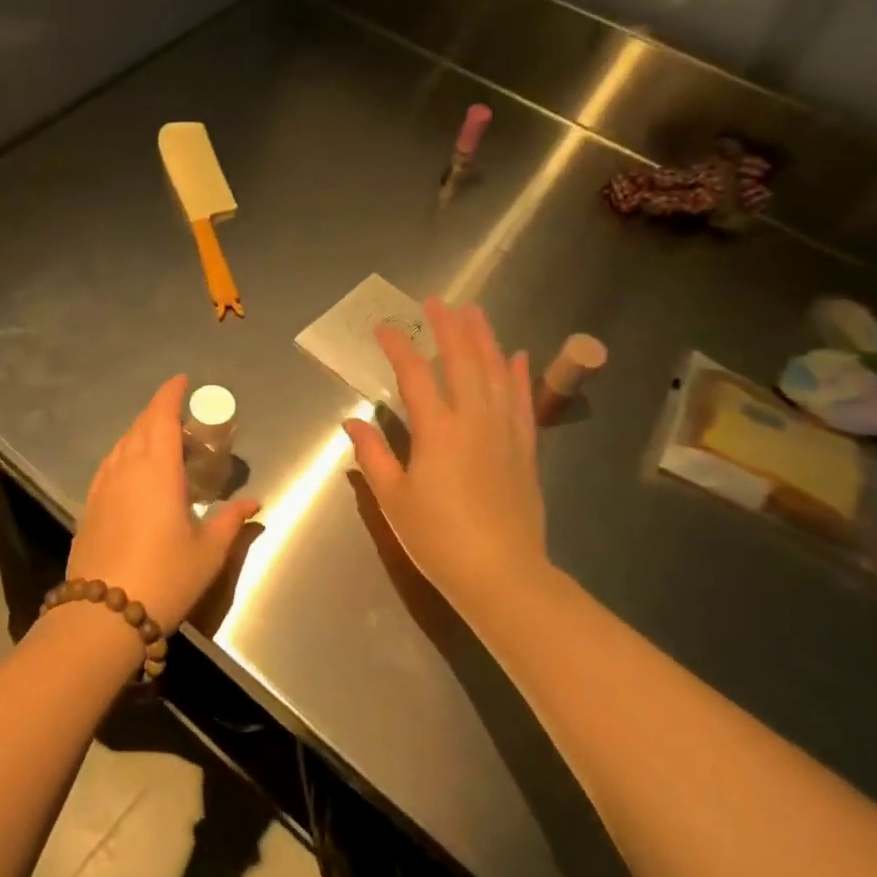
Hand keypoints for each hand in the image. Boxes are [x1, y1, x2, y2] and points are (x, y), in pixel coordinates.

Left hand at [68, 375, 260, 629]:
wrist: (102, 615)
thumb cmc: (165, 577)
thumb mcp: (208, 551)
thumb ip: (230, 521)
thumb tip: (253, 503)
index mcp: (157, 469)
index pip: (161, 416)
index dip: (170, 394)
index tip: (182, 382)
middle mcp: (126, 468)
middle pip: (140, 427)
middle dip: (159, 414)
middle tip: (183, 422)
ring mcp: (102, 487)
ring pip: (122, 445)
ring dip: (141, 435)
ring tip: (161, 446)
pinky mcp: (89, 506)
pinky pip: (109, 466)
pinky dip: (125, 456)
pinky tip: (134, 474)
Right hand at [343, 299, 552, 616]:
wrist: (502, 575)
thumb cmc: (438, 538)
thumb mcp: (394, 498)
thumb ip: (373, 455)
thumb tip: (352, 421)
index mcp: (437, 431)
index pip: (415, 375)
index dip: (398, 347)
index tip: (383, 328)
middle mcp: (474, 421)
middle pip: (463, 361)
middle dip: (448, 328)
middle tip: (437, 301)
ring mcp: (504, 433)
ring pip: (496, 373)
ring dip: (485, 339)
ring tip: (475, 312)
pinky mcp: (525, 450)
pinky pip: (522, 402)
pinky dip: (518, 375)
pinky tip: (517, 356)